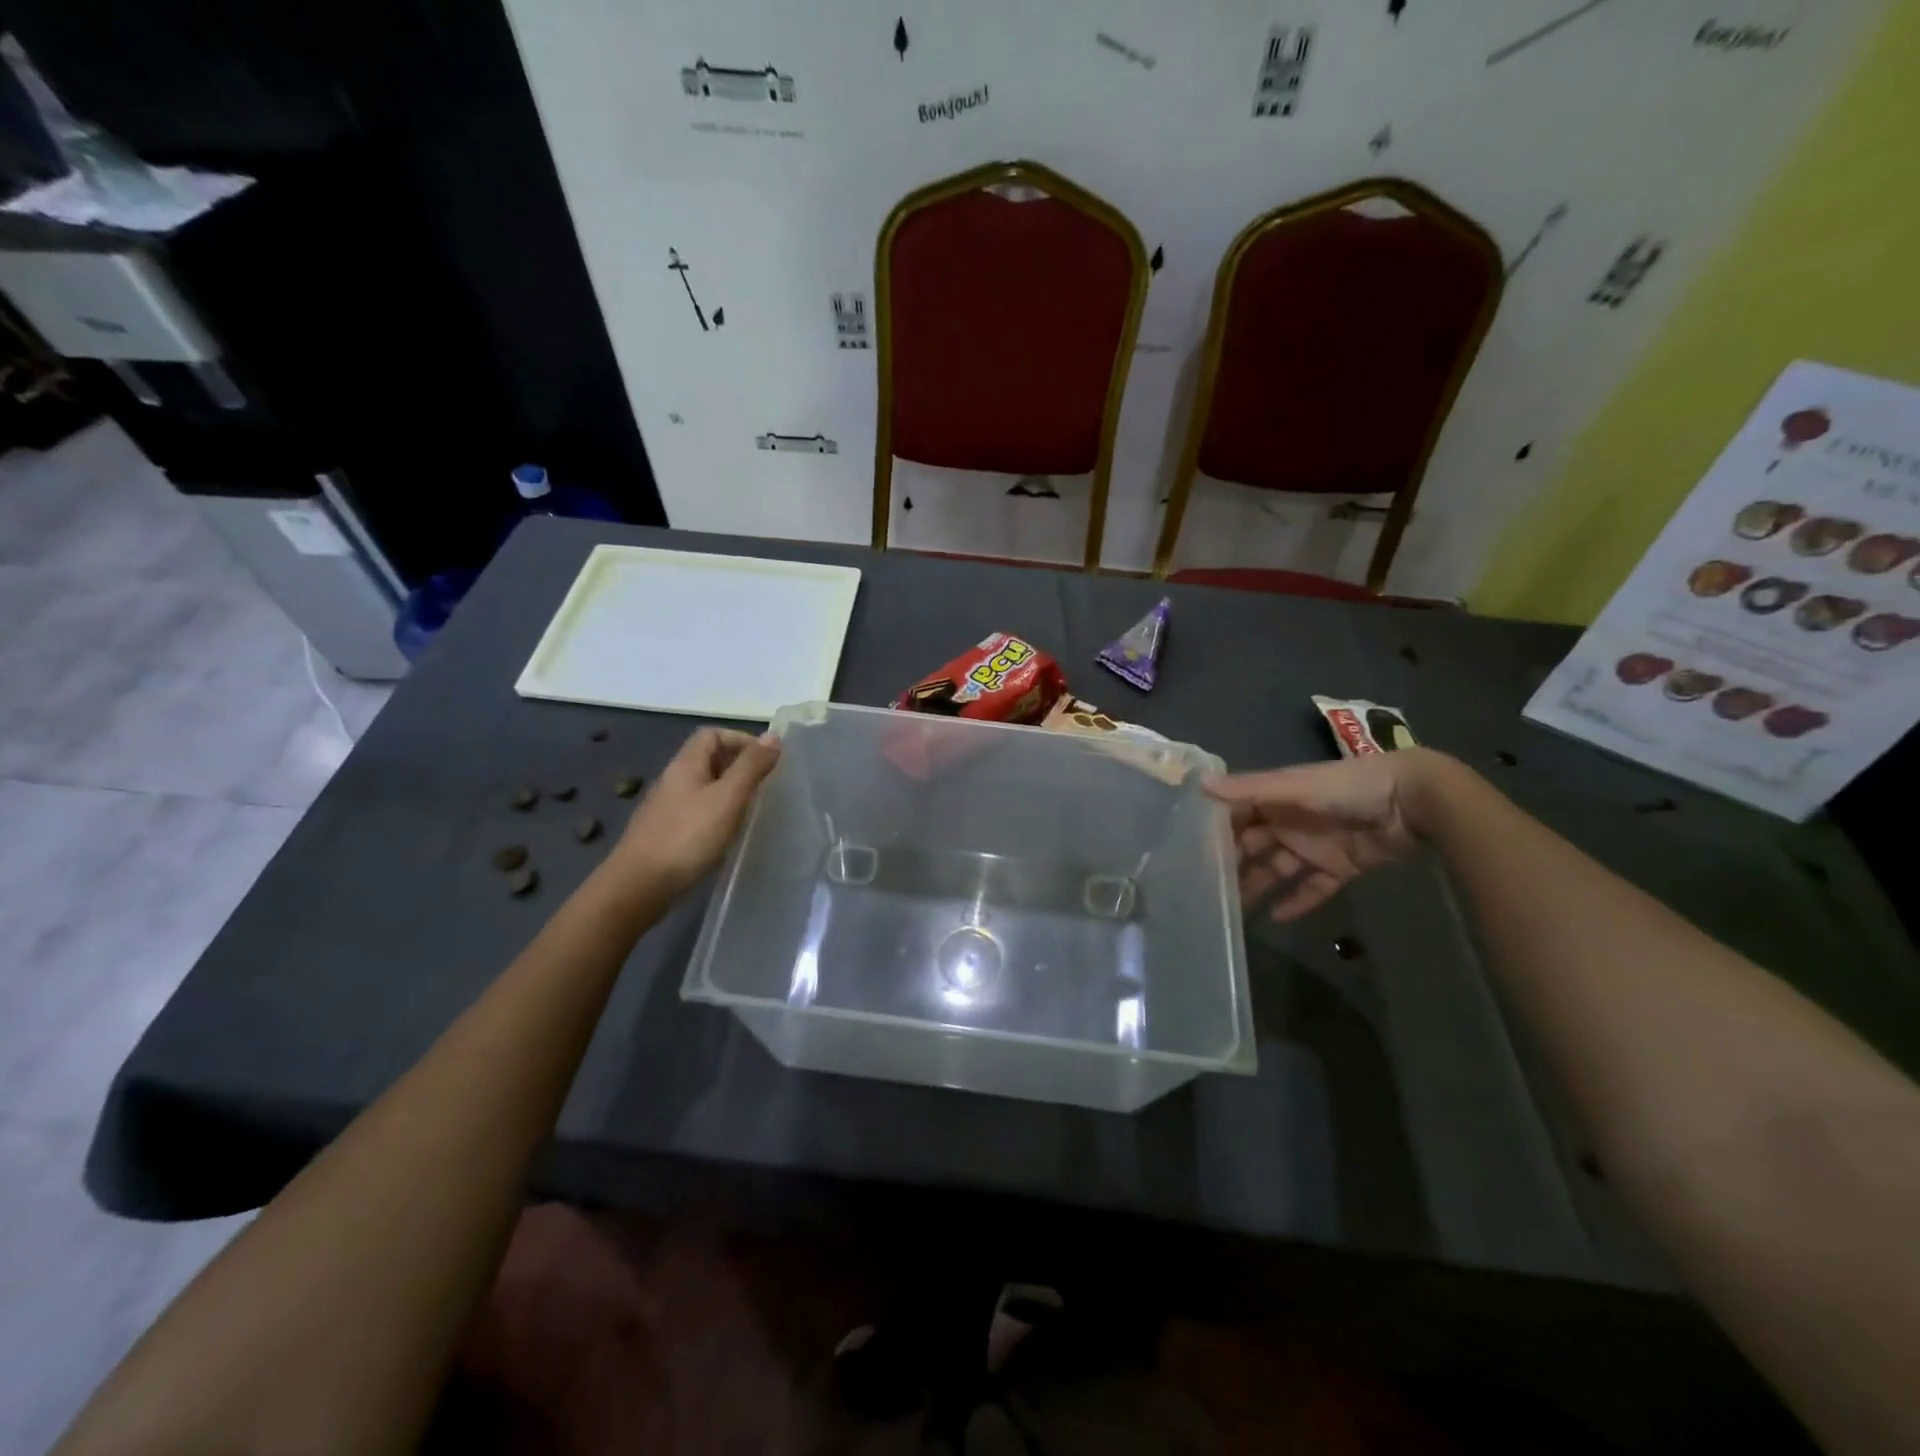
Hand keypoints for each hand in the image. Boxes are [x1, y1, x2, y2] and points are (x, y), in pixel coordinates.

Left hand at [607, 727, 780, 897]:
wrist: (638, 887)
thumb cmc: (687, 838)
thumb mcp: (727, 799)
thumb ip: (751, 767)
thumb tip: (774, 735)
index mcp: (685, 765)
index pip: (711, 734)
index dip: (740, 739)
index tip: (766, 760)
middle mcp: (673, 780)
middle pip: (707, 759)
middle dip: (738, 765)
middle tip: (765, 784)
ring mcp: (666, 808)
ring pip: (703, 787)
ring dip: (729, 791)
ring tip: (752, 809)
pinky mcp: (666, 833)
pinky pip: (697, 811)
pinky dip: (717, 814)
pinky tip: (728, 833)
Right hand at [1205, 749, 1439, 921]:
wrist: (1413, 802)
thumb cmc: (1346, 787)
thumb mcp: (1293, 786)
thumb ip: (1249, 790)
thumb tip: (1199, 785)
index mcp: (1275, 799)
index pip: (1235, 816)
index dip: (1214, 834)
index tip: (1187, 854)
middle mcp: (1289, 822)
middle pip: (1252, 846)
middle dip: (1231, 866)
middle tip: (1203, 892)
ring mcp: (1315, 846)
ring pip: (1277, 870)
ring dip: (1257, 887)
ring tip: (1232, 913)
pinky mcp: (1340, 867)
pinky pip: (1313, 888)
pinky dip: (1297, 902)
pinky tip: (1275, 918)